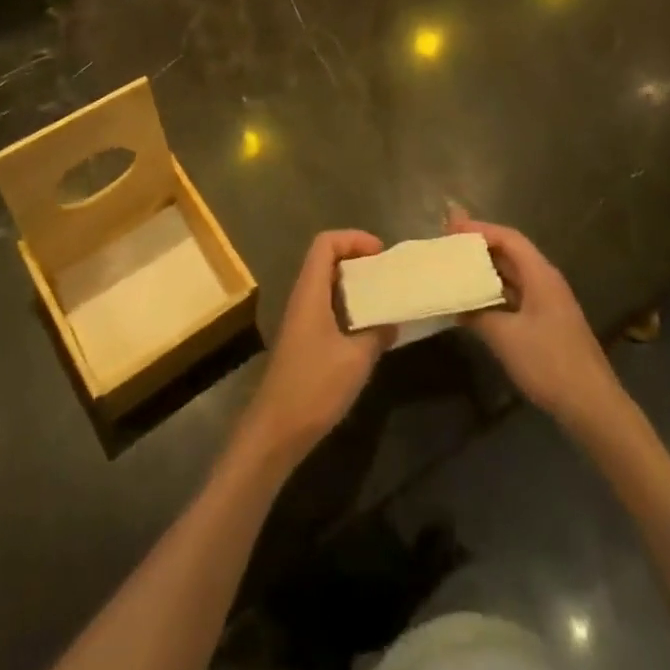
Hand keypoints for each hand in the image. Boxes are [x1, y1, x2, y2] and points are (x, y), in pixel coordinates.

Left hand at [235, 231, 391, 471]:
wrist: (276, 430)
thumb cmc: (314, 387)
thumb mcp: (356, 360)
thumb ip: (377, 333)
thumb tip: (393, 320)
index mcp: (310, 292)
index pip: (325, 243)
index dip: (353, 239)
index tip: (381, 253)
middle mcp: (302, 298)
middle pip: (326, 260)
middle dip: (357, 258)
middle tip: (386, 273)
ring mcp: (301, 320)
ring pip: (327, 285)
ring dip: (354, 284)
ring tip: (384, 296)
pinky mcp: (303, 340)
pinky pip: (327, 307)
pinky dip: (348, 307)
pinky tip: (369, 328)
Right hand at [448, 208, 624, 432]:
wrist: (592, 406)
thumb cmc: (549, 363)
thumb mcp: (505, 337)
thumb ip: (478, 313)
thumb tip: (457, 303)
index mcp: (540, 275)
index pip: (508, 238)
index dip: (479, 230)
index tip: (450, 228)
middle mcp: (546, 281)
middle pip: (510, 253)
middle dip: (479, 247)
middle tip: (448, 244)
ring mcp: (548, 303)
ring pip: (512, 276)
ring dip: (486, 271)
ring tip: (455, 269)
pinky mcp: (547, 323)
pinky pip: (516, 296)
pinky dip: (494, 293)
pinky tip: (474, 303)